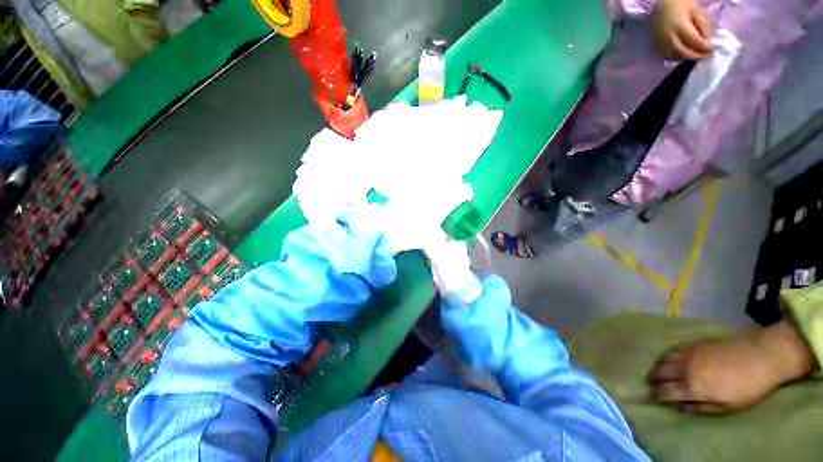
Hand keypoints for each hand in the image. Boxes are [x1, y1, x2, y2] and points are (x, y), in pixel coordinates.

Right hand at [648, 320, 815, 413]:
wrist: (761, 356)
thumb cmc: (748, 388)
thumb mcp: (729, 407)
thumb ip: (704, 408)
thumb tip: (682, 408)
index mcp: (693, 387)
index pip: (666, 391)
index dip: (655, 395)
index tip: (649, 398)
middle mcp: (685, 369)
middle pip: (661, 373)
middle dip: (653, 379)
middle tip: (651, 384)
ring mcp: (689, 354)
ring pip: (664, 359)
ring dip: (658, 366)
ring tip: (657, 372)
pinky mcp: (694, 344)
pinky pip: (673, 350)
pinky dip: (666, 356)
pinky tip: (669, 359)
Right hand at [652, 0, 713, 60]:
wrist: (662, 4)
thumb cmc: (681, 4)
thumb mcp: (696, 10)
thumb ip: (703, 25)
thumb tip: (708, 41)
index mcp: (679, 26)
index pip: (694, 41)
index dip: (704, 48)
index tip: (713, 51)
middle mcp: (668, 36)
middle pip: (683, 52)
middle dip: (696, 56)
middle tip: (706, 56)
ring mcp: (660, 42)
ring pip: (675, 56)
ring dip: (687, 57)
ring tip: (696, 55)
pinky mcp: (656, 45)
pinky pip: (668, 55)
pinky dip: (677, 56)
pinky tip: (684, 53)